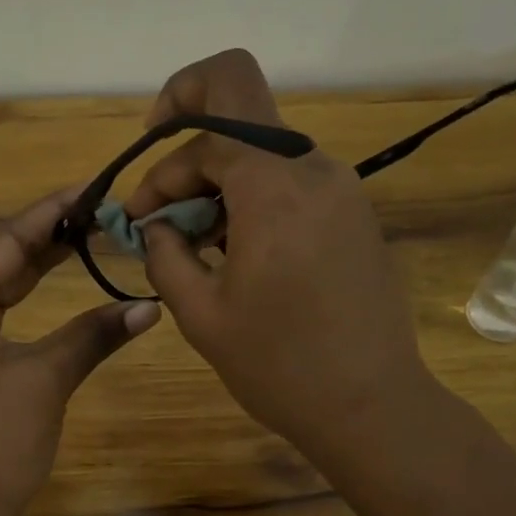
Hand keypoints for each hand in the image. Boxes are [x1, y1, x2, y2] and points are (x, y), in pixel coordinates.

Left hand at [0, 187, 160, 515]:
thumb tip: (149, 305)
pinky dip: (30, 301)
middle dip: (50, 235)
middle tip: (103, 210)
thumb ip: (93, 334)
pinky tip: (57, 285)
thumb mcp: (44, 380)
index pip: (4, 238)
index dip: (52, 211)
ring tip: (89, 235)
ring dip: (40, 265)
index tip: (95, 186)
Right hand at [130, 49, 432, 457]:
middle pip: (239, 108)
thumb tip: (155, 226)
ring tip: (197, 238)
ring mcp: (342, 190)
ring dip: (220, 178)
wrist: (372, 406)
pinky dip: (254, 197)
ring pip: (265, 146)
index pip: (208, 117)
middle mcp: (313, 169)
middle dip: (188, 141)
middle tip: (164, 204)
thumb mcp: (201, 314)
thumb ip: (165, 255)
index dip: (161, 160)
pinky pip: (292, 180)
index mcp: (272, 186)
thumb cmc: (280, 366)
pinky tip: (237, 250)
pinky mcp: (354, 214)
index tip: (142, 215)